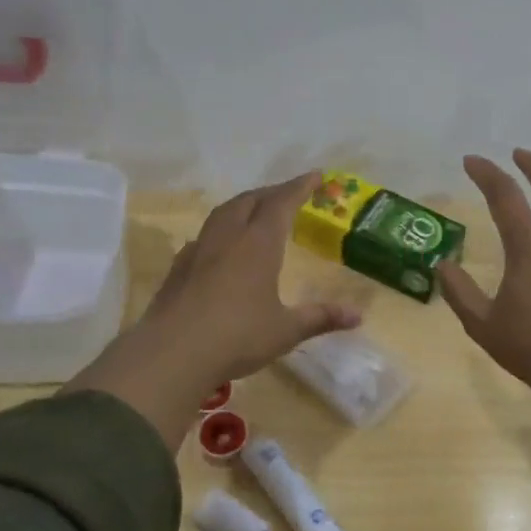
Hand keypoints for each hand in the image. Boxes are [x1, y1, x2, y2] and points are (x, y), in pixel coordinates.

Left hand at [65, 172, 361, 447]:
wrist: (172, 354)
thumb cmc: (237, 337)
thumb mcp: (286, 330)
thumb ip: (321, 318)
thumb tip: (358, 316)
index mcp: (259, 244)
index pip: (282, 202)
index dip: (300, 187)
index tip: (316, 175)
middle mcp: (228, 237)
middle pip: (250, 200)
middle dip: (272, 192)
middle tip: (288, 194)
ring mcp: (199, 250)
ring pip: (223, 212)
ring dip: (243, 204)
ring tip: (255, 211)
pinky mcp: (178, 268)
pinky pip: (204, 236)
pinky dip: (220, 230)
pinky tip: (221, 247)